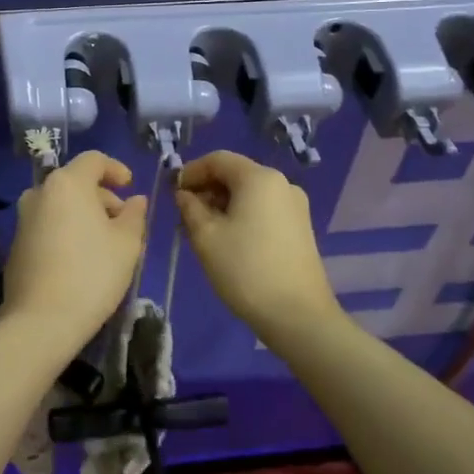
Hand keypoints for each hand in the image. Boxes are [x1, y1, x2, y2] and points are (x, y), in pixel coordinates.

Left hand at [0, 153, 148, 353]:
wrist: (40, 321)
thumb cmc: (92, 274)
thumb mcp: (126, 244)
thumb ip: (134, 215)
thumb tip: (135, 201)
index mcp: (67, 183)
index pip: (94, 160)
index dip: (116, 169)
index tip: (130, 187)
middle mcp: (39, 193)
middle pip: (76, 182)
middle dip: (102, 197)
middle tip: (123, 223)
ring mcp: (23, 219)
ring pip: (61, 205)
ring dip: (84, 215)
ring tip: (105, 243)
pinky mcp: (16, 244)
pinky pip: (48, 225)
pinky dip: (66, 230)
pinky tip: (81, 259)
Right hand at [175, 151, 339, 337]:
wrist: (298, 315)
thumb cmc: (245, 269)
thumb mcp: (205, 237)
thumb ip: (190, 207)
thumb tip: (185, 194)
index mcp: (259, 178)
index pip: (218, 159)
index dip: (191, 171)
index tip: (172, 193)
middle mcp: (281, 183)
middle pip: (236, 174)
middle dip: (207, 188)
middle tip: (184, 214)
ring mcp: (295, 206)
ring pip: (250, 193)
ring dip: (223, 203)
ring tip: (203, 230)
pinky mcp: (300, 227)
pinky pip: (264, 209)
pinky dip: (242, 214)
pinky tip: (229, 240)